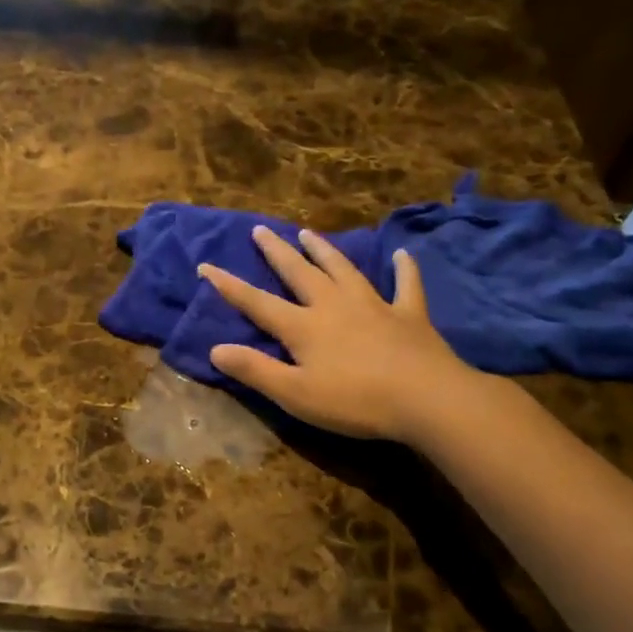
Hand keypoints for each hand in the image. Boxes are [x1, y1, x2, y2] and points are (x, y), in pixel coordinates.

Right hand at [199, 227, 483, 441]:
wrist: (426, 399)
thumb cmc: (355, 401)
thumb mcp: (295, 393)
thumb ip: (255, 370)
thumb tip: (215, 349)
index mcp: (303, 326)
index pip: (257, 302)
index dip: (229, 286)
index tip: (205, 265)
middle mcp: (333, 306)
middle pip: (299, 273)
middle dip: (277, 252)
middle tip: (261, 230)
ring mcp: (373, 306)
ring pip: (343, 270)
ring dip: (324, 251)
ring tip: (309, 233)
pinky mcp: (408, 315)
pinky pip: (405, 286)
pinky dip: (403, 270)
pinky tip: (402, 256)